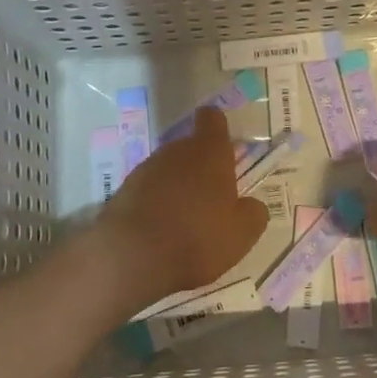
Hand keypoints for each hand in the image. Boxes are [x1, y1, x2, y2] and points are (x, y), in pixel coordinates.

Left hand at [96, 108, 269, 312]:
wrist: (132, 258)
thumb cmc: (198, 238)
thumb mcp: (242, 234)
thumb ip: (253, 213)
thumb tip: (251, 205)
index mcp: (209, 152)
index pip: (212, 119)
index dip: (217, 128)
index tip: (223, 147)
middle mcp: (176, 151)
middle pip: (190, 148)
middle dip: (199, 168)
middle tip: (210, 200)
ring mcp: (146, 169)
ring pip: (168, 169)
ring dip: (176, 187)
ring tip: (183, 221)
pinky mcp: (123, 190)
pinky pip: (147, 190)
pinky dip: (155, 203)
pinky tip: (159, 232)